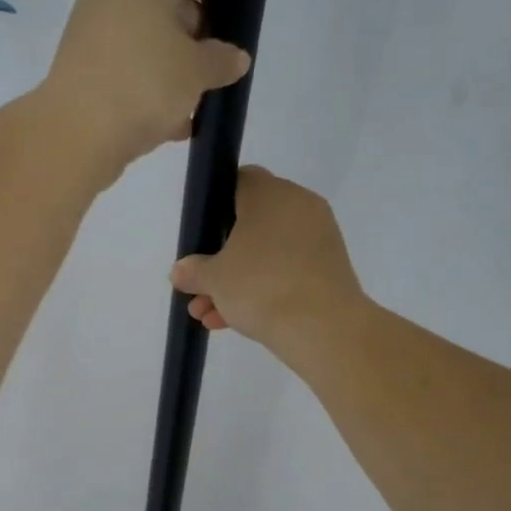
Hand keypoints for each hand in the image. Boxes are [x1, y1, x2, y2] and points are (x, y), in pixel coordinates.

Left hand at [44, 0, 251, 173]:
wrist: (75, 135)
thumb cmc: (144, 87)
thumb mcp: (197, 72)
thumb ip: (222, 60)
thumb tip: (235, 57)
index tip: (231, 28)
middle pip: (165, 6)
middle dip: (193, 39)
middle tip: (213, 72)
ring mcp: (89, 35)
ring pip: (143, 45)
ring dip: (170, 72)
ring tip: (191, 106)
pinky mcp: (77, 71)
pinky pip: (122, 73)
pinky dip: (143, 92)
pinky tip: (165, 125)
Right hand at [171, 166, 363, 348]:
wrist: (323, 328)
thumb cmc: (261, 286)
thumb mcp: (214, 279)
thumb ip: (193, 271)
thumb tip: (181, 271)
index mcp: (271, 194)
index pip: (239, 181)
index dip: (215, 205)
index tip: (200, 235)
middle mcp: (299, 207)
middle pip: (250, 224)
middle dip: (220, 257)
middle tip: (199, 285)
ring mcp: (318, 239)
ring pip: (266, 254)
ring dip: (236, 281)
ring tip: (208, 314)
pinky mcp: (329, 269)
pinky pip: (286, 272)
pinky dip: (262, 290)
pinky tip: (232, 321)